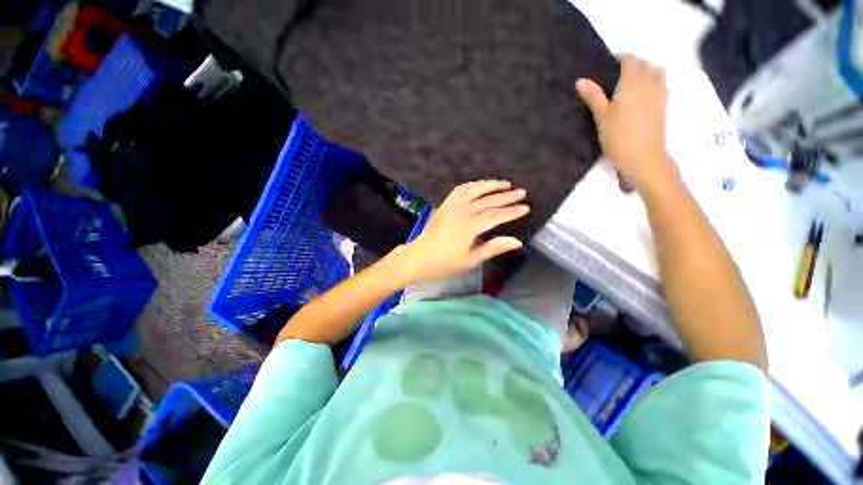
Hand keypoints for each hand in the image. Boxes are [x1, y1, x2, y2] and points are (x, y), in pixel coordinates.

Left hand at [396, 180, 528, 284]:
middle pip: (489, 200)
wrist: (419, 257)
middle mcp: (463, 211)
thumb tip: (517, 242)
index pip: (497, 215)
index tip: (525, 207)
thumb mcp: (471, 260)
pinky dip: (473, 185)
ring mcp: (452, 205)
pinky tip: (480, 185)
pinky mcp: (445, 204)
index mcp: (471, 226)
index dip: (512, 211)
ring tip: (505, 184)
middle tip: (522, 192)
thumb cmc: (445, 263)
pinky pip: (461, 189)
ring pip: (475, 190)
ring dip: (491, 185)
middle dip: (507, 196)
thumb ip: (493, 248)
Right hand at [576, 55, 675, 190]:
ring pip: (657, 71)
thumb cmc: (618, 138)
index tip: (607, 63)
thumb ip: (593, 96)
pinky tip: (642, 94)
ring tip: (631, 81)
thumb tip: (581, 80)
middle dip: (632, 63)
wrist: (643, 158)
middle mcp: (650, 83)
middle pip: (645, 63)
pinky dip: (653, 81)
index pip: (630, 60)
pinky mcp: (664, 105)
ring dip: (646, 70)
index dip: (619, 57)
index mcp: (633, 83)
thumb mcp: (601, 117)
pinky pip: (661, 84)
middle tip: (616, 73)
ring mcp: (660, 94)